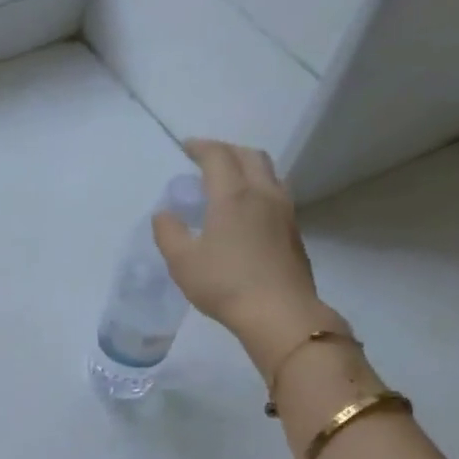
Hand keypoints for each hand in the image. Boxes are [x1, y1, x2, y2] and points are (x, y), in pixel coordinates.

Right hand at [153, 140, 337, 374]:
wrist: (278, 311)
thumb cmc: (224, 284)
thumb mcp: (182, 261)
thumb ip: (168, 232)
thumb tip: (164, 214)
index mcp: (232, 195)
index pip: (218, 156)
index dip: (201, 147)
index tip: (186, 147)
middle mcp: (262, 193)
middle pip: (250, 156)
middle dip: (227, 150)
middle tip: (207, 158)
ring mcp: (284, 211)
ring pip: (268, 172)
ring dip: (247, 166)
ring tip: (229, 180)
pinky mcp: (293, 230)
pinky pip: (276, 193)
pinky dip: (258, 187)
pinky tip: (247, 208)